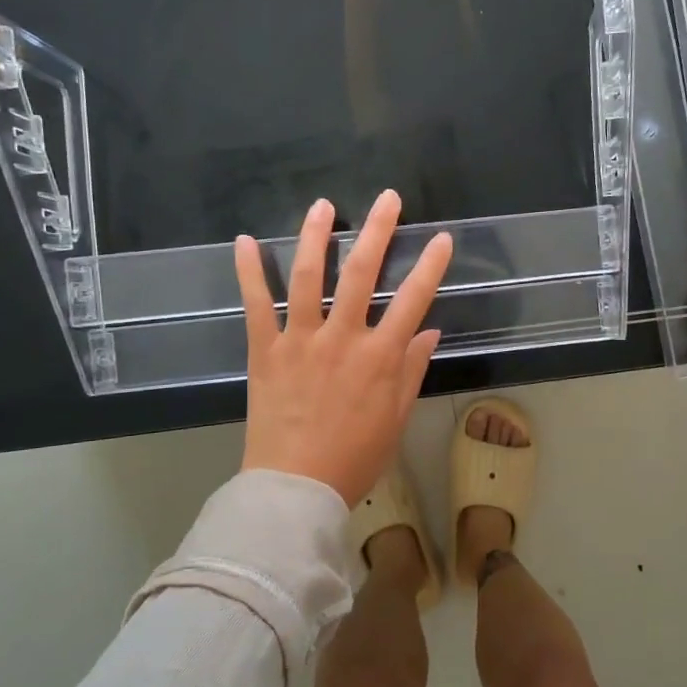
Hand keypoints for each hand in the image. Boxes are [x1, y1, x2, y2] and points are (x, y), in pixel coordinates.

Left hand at [235, 190, 453, 505]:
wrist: (295, 488)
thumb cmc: (353, 458)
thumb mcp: (395, 418)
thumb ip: (411, 370)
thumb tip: (430, 330)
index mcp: (380, 357)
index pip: (413, 300)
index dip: (430, 266)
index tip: (441, 238)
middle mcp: (342, 338)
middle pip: (362, 273)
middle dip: (377, 231)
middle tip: (387, 198)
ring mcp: (300, 340)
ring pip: (309, 277)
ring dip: (316, 236)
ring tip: (323, 206)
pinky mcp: (265, 350)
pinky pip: (257, 304)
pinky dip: (249, 271)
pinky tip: (246, 241)